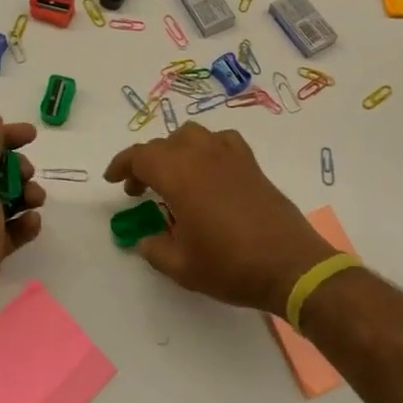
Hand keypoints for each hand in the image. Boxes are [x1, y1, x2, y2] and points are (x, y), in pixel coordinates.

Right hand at [103, 123, 332, 316]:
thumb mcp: (182, 266)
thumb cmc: (230, 265)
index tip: (113, 180)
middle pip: (164, 144)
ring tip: (172, 177)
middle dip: (146, 162)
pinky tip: (209, 171)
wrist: (289, 264)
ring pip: (192, 135)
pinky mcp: (251, 163)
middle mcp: (202, 155)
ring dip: (175, 150)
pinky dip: (207, 148)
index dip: (122, 164)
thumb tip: (146, 240)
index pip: (141, 156)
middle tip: (139, 190)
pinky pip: (221, 141)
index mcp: (179, 175)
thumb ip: (155, 249)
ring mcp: (229, 155)